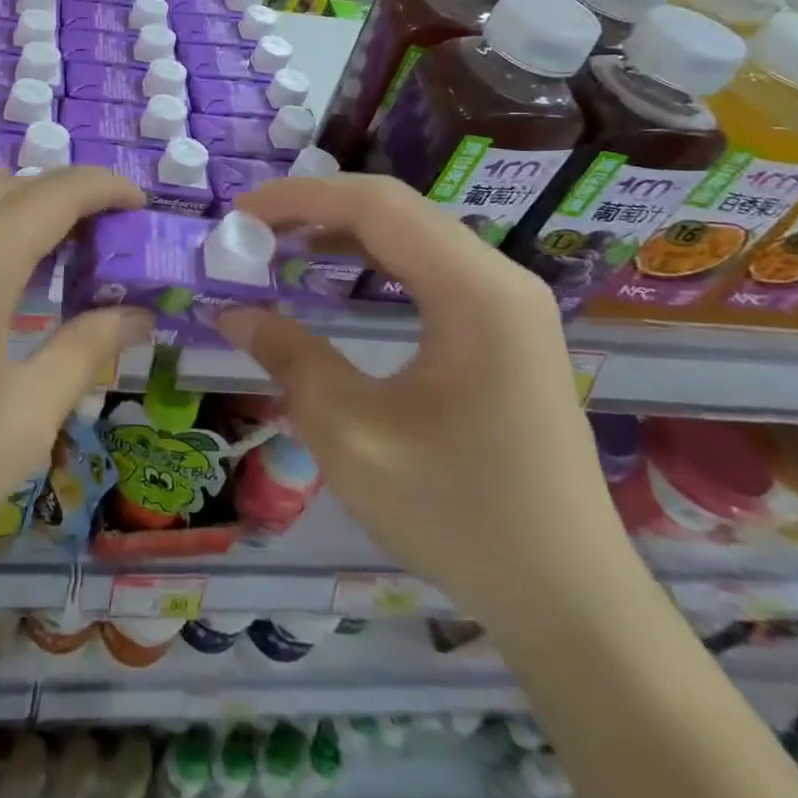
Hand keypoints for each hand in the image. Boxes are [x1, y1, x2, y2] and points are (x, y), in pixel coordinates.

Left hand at [0, 165, 149, 594]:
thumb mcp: (22, 424)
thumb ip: (86, 352)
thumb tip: (137, 315)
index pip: (57, 191)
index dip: (106, 188)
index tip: (137, 206)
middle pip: (8, 180)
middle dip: (60, 197)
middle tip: (89, 246)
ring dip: (5, 198)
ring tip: (30, 252)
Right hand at [221, 174, 630, 624]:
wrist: (566, 599)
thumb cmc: (457, 514)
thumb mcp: (352, 436)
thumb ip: (289, 358)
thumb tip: (231, 311)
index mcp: (474, 292)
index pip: (376, 207)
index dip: (300, 199)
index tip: (239, 213)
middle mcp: (500, 279)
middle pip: (396, 210)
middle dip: (317, 208)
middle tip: (252, 227)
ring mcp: (509, 302)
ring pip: (413, 233)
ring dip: (343, 229)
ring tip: (280, 240)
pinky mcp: (505, 327)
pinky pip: (429, 266)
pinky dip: (373, 257)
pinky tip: (334, 271)